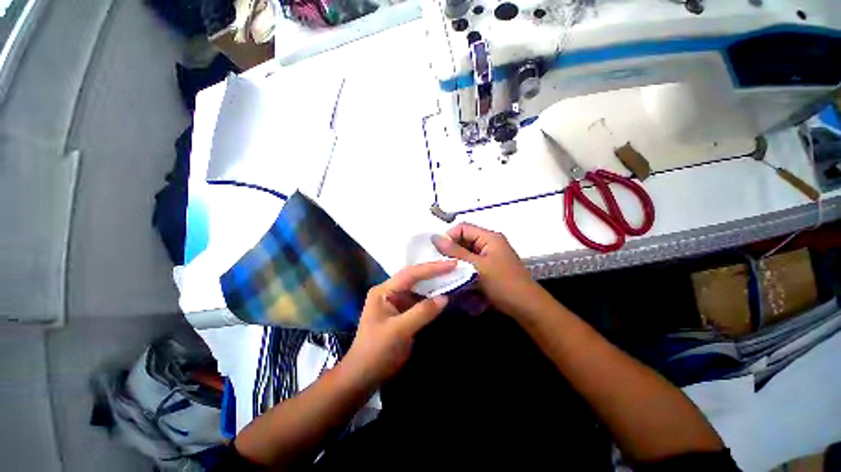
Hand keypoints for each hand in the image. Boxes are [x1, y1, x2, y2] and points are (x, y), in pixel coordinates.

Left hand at [342, 261, 453, 388]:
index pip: (410, 274)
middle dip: (434, 272)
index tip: (452, 264)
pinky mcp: (402, 312)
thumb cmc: (377, 351)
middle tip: (455, 267)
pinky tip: (443, 294)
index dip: (432, 268)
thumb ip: (422, 312)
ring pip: (418, 288)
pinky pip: (419, 300)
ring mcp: (396, 302)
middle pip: (414, 277)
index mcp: (384, 291)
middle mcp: (389, 291)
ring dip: (434, 283)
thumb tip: (445, 298)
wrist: (364, 375)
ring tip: (453, 276)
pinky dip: (432, 297)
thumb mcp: (399, 331)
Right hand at [433, 222, 542, 316]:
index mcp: (489, 237)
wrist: (527, 307)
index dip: (449, 237)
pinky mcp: (489, 268)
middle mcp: (489, 243)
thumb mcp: (477, 267)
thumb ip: (455, 252)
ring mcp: (490, 256)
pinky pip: (471, 265)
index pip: (462, 228)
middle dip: (452, 253)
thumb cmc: (503, 284)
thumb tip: (435, 237)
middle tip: (443, 266)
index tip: (438, 253)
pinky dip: (465, 272)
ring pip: (466, 254)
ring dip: (458, 264)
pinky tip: (461, 282)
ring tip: (451, 275)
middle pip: (464, 240)